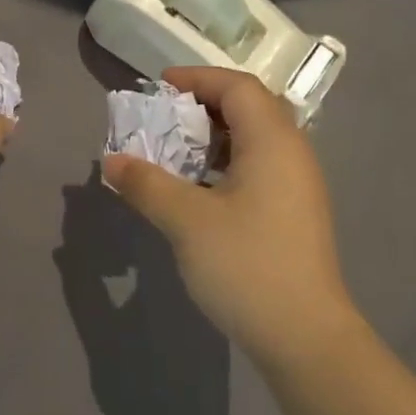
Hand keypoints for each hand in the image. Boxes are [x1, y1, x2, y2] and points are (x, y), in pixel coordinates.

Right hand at [101, 67, 356, 364]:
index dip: (197, 78)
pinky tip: (196, 189)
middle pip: (248, 108)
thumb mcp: (186, 221)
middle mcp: (291, 154)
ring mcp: (296, 186)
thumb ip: (146, 184)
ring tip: (172, 151)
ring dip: (211, 137)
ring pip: (252, 140)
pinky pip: (256, 168)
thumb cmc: (246, 266)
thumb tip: (112, 161)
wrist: (303, 336)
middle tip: (161, 119)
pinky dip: (223, 164)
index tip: (158, 87)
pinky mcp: (291, 212)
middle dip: (202, 105)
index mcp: (273, 143)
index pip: (238, 86)